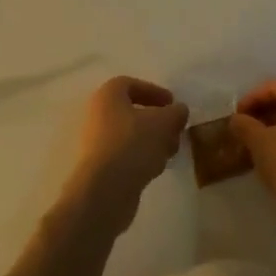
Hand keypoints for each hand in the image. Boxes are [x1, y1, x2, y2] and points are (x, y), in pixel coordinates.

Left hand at [61, 76, 188, 233]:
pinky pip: (125, 155)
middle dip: (158, 121)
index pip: (131, 84)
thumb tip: (179, 110)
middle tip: (175, 131)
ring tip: (171, 152)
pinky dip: (142, 158)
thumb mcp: (163, 123)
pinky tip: (156, 168)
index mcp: (108, 95)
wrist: (104, 191)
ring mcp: (96, 143)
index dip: (154, 91)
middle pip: (132, 112)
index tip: (172, 104)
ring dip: (153, 141)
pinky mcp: (100, 168)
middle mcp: (98, 115)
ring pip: (131, 135)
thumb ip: (175, 113)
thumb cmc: (132, 145)